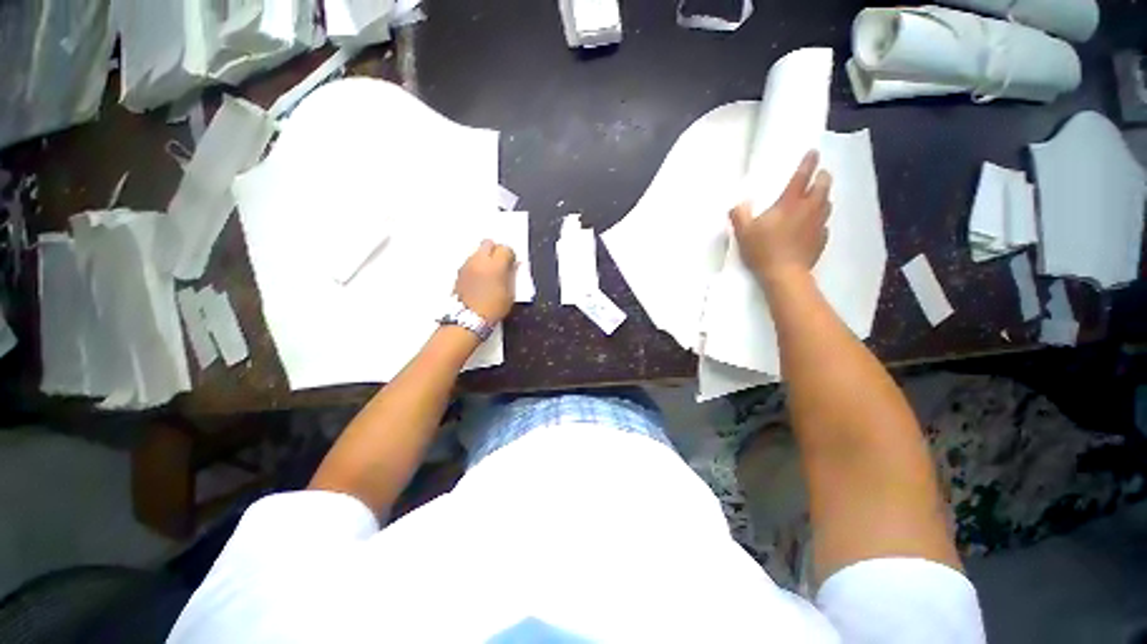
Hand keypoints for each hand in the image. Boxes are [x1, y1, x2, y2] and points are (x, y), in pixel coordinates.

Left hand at [455, 240, 515, 322]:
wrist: (469, 319)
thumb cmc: (491, 309)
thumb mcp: (510, 294)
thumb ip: (513, 276)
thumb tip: (514, 266)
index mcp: (495, 265)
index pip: (506, 249)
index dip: (511, 256)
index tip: (513, 264)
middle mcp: (479, 261)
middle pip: (489, 243)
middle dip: (496, 251)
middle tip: (502, 263)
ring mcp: (467, 265)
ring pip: (478, 252)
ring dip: (485, 258)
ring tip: (491, 273)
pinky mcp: (459, 272)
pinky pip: (470, 262)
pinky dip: (477, 266)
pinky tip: (481, 279)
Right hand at [731, 150, 831, 284]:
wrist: (784, 275)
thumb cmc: (763, 251)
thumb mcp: (743, 233)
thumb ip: (739, 215)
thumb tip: (739, 204)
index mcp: (789, 203)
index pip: (802, 177)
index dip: (808, 162)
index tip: (814, 152)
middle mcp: (808, 210)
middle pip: (823, 187)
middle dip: (822, 178)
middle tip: (820, 175)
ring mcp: (817, 225)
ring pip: (827, 204)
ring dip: (824, 197)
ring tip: (819, 197)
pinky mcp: (821, 240)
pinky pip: (824, 224)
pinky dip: (821, 220)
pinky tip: (815, 225)